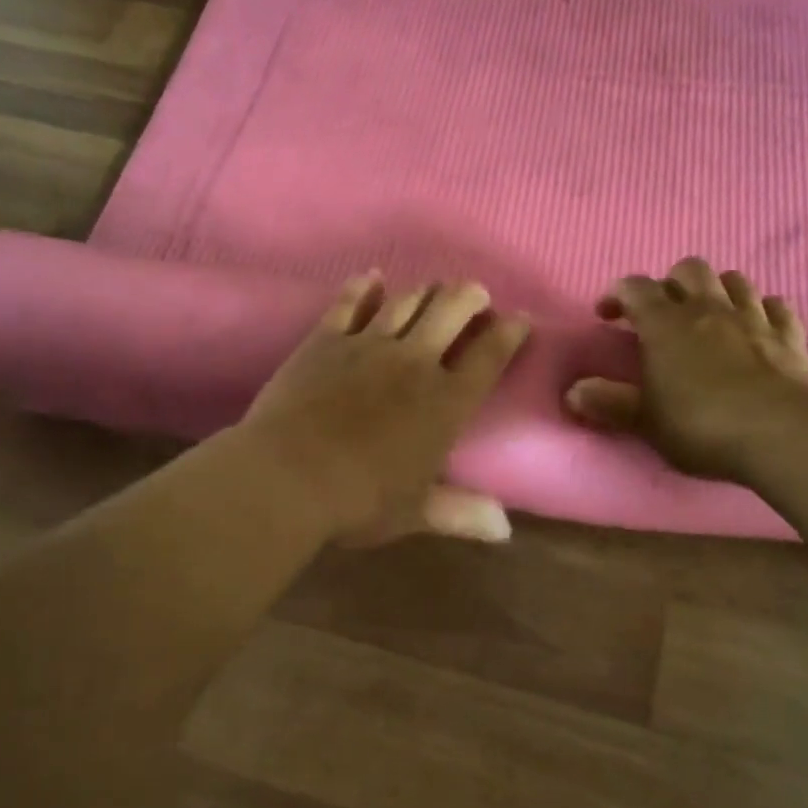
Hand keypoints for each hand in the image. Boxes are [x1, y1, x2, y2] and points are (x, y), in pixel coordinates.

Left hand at [239, 272, 530, 545]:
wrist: (287, 478)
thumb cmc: (359, 502)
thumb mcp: (415, 512)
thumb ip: (462, 514)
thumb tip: (505, 530)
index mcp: (445, 404)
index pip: (488, 358)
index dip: (508, 334)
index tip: (520, 318)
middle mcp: (414, 363)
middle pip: (450, 312)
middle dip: (469, 297)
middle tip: (476, 293)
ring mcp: (368, 346)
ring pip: (406, 302)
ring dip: (426, 290)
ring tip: (435, 286)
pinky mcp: (326, 340)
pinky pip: (350, 304)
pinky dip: (364, 288)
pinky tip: (372, 277)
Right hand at [565, 257, 807, 481]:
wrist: (779, 434)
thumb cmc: (700, 425)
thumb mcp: (645, 421)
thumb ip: (609, 403)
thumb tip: (572, 391)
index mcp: (665, 324)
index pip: (635, 287)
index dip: (617, 294)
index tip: (606, 314)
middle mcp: (708, 309)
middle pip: (689, 269)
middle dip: (672, 282)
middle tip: (664, 312)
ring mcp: (752, 318)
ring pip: (734, 280)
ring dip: (718, 290)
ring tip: (710, 313)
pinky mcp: (789, 336)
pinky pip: (777, 307)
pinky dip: (764, 311)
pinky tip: (759, 326)